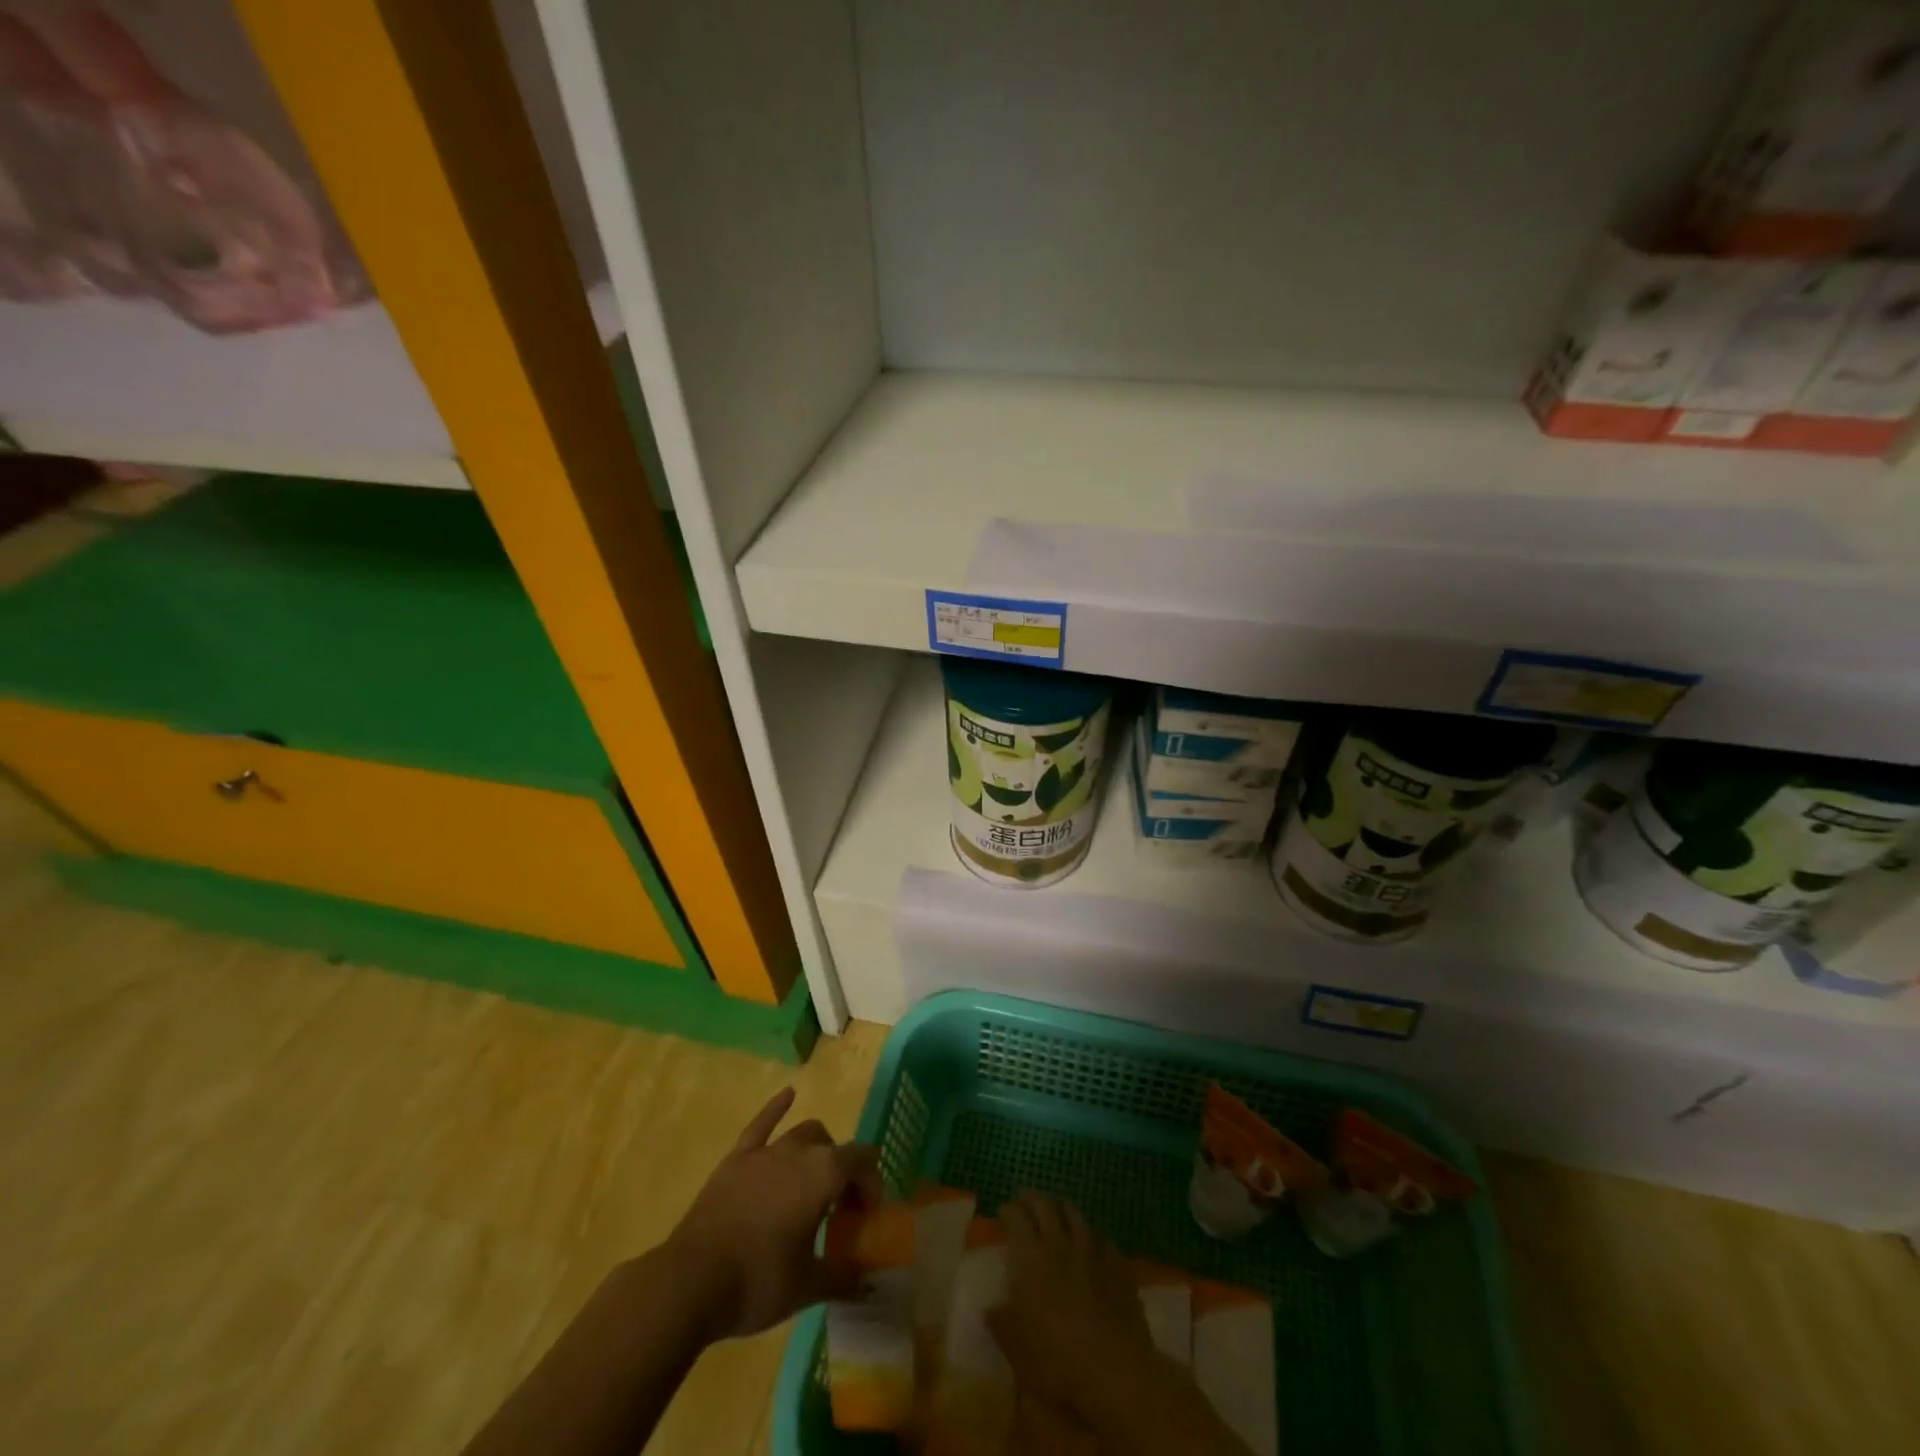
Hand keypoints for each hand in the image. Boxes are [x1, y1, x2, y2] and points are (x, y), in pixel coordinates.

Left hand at [662, 1087, 881, 1342]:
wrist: (691, 1282)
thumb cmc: (758, 1282)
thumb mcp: (808, 1287)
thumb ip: (842, 1277)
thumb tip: (864, 1281)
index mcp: (824, 1174)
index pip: (863, 1161)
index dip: (871, 1184)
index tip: (866, 1217)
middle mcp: (799, 1151)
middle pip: (834, 1148)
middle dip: (844, 1171)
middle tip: (839, 1209)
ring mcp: (765, 1151)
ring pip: (803, 1134)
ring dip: (817, 1151)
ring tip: (815, 1180)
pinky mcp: (736, 1159)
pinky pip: (761, 1124)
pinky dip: (776, 1108)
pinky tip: (787, 1095)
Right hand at [987, 1191, 1155, 1418]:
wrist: (1115, 1370)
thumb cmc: (1057, 1361)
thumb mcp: (1017, 1351)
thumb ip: (1001, 1325)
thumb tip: (990, 1309)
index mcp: (1030, 1259)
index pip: (1015, 1218)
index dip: (1007, 1211)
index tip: (1003, 1213)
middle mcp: (1059, 1244)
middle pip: (1044, 1205)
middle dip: (1032, 1199)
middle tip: (1025, 1201)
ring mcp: (1091, 1250)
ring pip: (1074, 1213)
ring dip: (1061, 1207)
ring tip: (1056, 1209)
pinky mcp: (1118, 1264)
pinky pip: (1102, 1237)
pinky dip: (1092, 1235)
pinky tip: (1092, 1241)